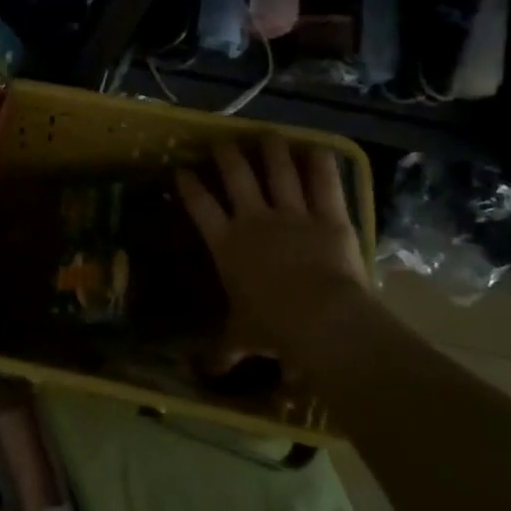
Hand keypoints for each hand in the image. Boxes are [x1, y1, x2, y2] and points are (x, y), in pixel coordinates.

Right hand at [175, 137, 370, 373]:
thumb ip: (223, 350)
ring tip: (267, 136)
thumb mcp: (242, 338)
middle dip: (227, 156)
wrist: (322, 320)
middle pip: (237, 176)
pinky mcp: (329, 217)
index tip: (182, 170)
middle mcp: (255, 220)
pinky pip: (323, 184)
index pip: (200, 206)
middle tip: (222, 143)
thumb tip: (199, 374)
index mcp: (227, 244)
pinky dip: (320, 164)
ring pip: (278, 171)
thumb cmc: (273, 328)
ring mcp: (293, 214)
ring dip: (271, 151)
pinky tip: (316, 149)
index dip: (189, 186)